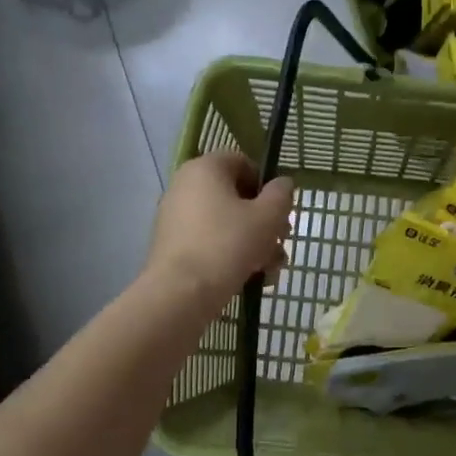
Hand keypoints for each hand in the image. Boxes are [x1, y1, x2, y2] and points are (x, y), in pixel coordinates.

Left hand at [146, 152, 294, 311]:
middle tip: (281, 243)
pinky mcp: (172, 245)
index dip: (267, 184)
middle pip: (236, 196)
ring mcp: (175, 217)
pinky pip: (209, 241)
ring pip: (225, 223)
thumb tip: (282, 184)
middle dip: (264, 221)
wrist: (180, 292)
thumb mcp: (267, 217)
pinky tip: (250, 278)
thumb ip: (281, 195)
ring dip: (253, 242)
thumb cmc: (228, 244)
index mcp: (205, 168)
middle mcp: (185, 186)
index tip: (280, 211)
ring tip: (271, 269)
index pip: (242, 162)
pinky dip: (230, 254)